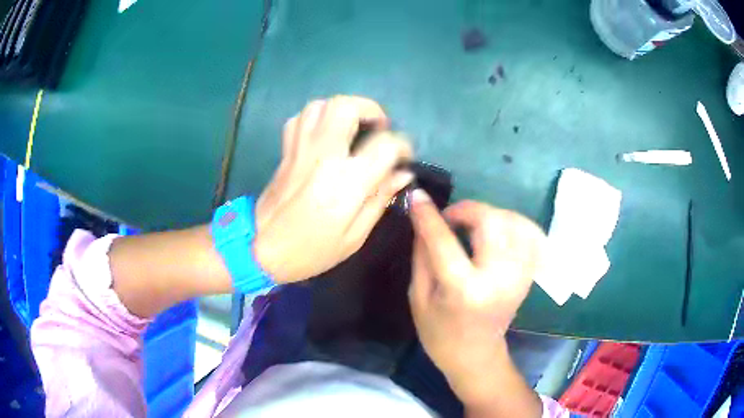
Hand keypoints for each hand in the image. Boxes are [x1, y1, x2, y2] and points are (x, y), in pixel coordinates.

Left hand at [254, 96, 413, 283]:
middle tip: (378, 128)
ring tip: (353, 129)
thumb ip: (380, 199)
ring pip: (320, 106)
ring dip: (342, 110)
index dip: (402, 145)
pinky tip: (325, 134)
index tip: (404, 157)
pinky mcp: (286, 151)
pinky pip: (299, 119)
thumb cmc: (311, 250)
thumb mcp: (354, 236)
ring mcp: (300, 149)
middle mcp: (323, 155)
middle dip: (369, 109)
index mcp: (347, 181)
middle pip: (346, 107)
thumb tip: (403, 174)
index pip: (385, 144)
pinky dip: (316, 118)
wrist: (260, 249)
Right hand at [408, 191, 545, 406]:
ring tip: (473, 224)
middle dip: (467, 209)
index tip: (417, 196)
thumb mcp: (418, 297)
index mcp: (464, 290)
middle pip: (492, 221)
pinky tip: (498, 229)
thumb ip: (422, 255)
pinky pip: (532, 234)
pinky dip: (515, 223)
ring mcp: (519, 275)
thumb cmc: (439, 333)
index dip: (428, 215)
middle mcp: (499, 278)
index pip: (445, 241)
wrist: (476, 356)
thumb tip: (423, 217)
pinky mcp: (528, 274)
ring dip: (491, 214)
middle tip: (451, 218)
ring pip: (515, 222)